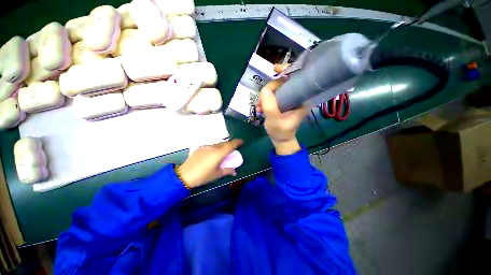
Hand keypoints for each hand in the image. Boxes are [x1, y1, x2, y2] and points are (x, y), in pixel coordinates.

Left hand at [177, 139, 242, 187]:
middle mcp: (213, 147)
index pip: (230, 145)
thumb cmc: (203, 176)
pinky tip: (212, 155)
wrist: (184, 175)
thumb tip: (234, 171)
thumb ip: (227, 171)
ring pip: (217, 144)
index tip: (242, 141)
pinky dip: (215, 148)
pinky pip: (211, 146)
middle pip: (224, 143)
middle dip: (230, 145)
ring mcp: (205, 146)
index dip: (237, 142)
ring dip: (222, 147)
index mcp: (219, 153)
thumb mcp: (217, 174)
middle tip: (232, 151)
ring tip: (222, 154)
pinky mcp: (200, 148)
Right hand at [256, 64, 307, 154]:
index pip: (298, 78)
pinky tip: (260, 108)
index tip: (275, 69)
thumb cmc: (281, 132)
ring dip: (264, 96)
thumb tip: (265, 90)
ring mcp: (288, 98)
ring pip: (275, 88)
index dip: (288, 70)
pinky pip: (272, 95)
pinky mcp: (282, 101)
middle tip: (260, 101)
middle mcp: (297, 96)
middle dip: (269, 89)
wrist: (280, 138)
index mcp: (302, 99)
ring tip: (259, 108)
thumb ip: (270, 106)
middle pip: (283, 82)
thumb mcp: (275, 121)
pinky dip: (264, 100)